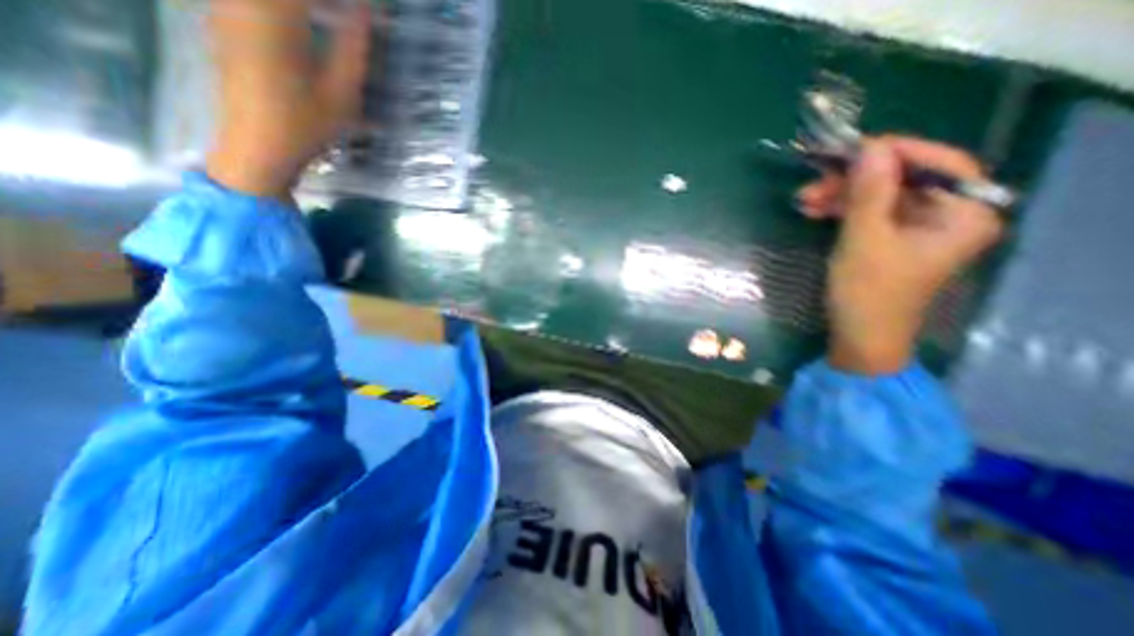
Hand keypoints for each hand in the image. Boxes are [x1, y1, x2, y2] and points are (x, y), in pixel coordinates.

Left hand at [206, 0, 375, 197]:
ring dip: (308, 7)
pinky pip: (258, 5)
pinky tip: (306, 21)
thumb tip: (365, 11)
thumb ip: (353, 49)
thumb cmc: (305, 125)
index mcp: (274, 17)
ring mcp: (227, 9)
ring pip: (272, 0)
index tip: (365, 7)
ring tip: (334, 15)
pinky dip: (291, 10)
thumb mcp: (341, 94)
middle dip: (326, 3)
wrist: (257, 147)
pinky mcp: (225, 21)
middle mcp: (243, 4)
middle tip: (352, 13)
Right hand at [790, 135, 1003, 371]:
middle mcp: (949, 216)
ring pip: (881, 195)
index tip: (853, 149)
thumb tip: (870, 147)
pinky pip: (870, 212)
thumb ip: (869, 193)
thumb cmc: (868, 293)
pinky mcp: (893, 239)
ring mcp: (919, 228)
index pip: (940, 164)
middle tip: (815, 180)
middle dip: (856, 178)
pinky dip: (842, 209)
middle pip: (904, 179)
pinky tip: (815, 210)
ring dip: (842, 194)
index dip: (897, 152)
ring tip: (804, 199)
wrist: (859, 336)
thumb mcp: (864, 240)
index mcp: (964, 215)